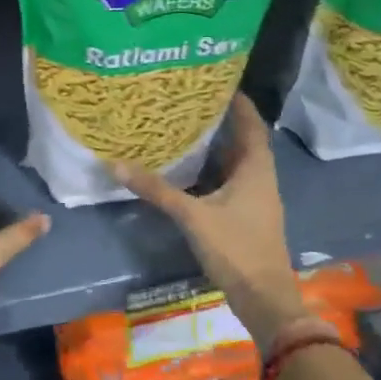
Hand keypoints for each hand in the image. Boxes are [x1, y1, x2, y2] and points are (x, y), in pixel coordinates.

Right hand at [114, 95, 307, 343]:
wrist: (264, 299)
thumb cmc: (237, 248)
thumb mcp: (193, 216)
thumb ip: (157, 190)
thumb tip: (116, 164)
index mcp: (256, 167)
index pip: (250, 122)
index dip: (237, 100)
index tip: (214, 80)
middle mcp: (259, 177)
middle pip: (241, 139)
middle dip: (218, 120)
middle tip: (187, 101)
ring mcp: (254, 198)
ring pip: (233, 162)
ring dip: (213, 146)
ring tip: (182, 128)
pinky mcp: (245, 215)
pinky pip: (227, 182)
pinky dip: (210, 171)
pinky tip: (186, 171)